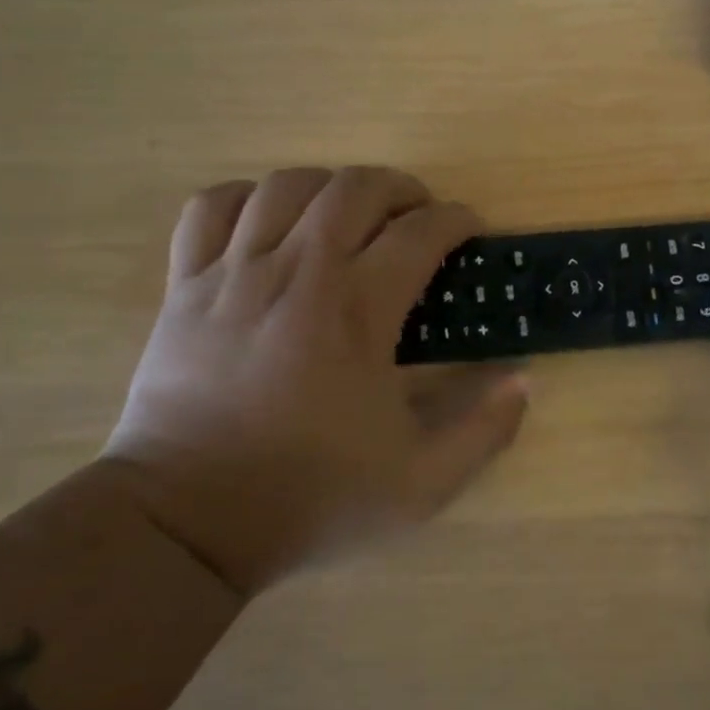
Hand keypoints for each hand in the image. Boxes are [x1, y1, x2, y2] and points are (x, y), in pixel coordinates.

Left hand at [102, 167, 528, 593]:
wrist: (186, 524)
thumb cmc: (310, 497)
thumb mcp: (420, 484)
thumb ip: (483, 431)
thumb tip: (523, 380)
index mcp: (357, 313)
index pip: (420, 233)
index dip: (456, 219)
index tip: (469, 228)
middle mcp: (297, 275)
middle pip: (354, 188)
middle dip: (400, 188)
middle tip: (417, 214)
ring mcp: (234, 274)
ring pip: (286, 185)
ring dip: (331, 185)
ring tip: (350, 212)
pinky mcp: (186, 286)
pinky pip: (212, 207)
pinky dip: (248, 198)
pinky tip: (270, 221)